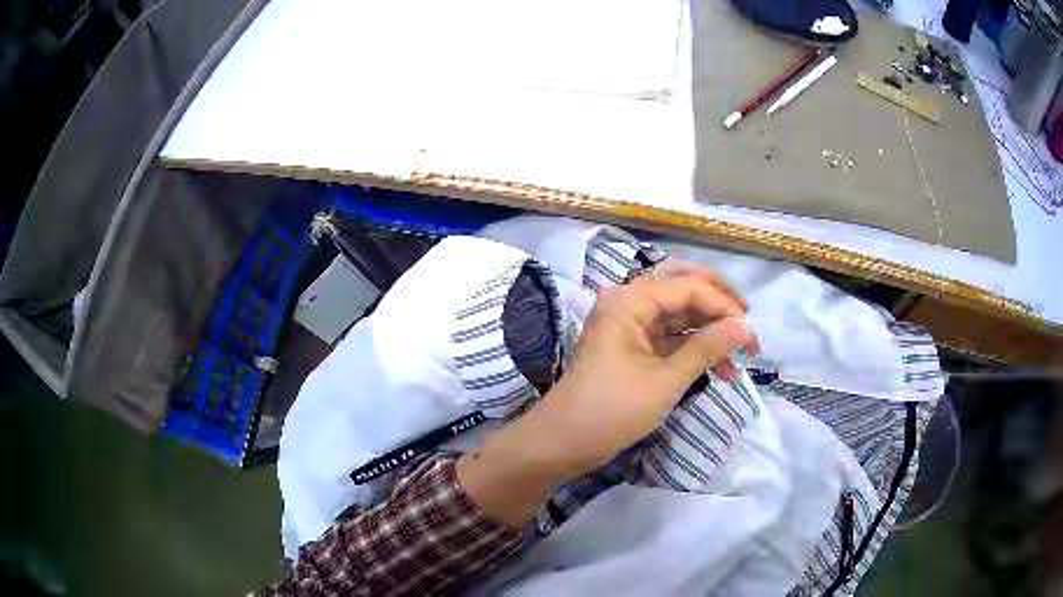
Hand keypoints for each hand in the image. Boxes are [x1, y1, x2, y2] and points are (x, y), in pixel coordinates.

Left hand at [530, 266, 758, 472]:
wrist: (563, 443)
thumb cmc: (612, 410)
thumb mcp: (666, 380)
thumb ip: (707, 348)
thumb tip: (746, 327)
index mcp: (630, 299)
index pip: (688, 286)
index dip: (724, 305)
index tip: (752, 333)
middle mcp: (629, 302)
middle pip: (683, 289)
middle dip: (719, 306)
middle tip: (747, 325)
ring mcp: (630, 325)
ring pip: (680, 315)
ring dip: (710, 332)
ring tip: (741, 357)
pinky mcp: (633, 347)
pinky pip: (671, 337)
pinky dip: (695, 350)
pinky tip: (721, 370)